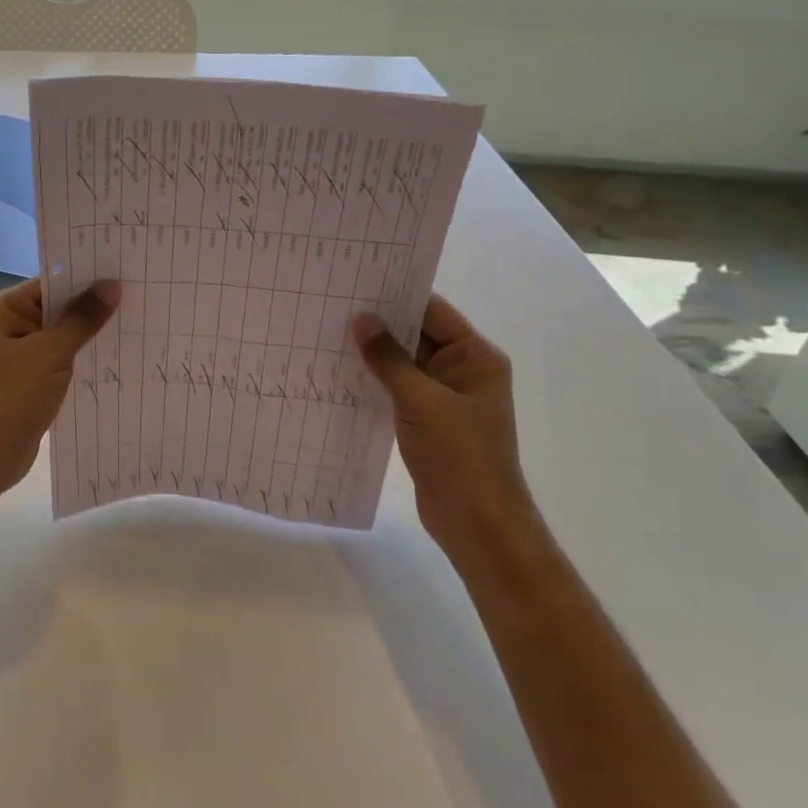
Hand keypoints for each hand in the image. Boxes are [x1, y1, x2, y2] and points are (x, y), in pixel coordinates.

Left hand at [0, 276, 120, 507]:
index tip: (128, 268)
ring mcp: (24, 355)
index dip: (88, 275)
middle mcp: (14, 325)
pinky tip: (120, 356)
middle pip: (61, 306)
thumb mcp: (49, 354)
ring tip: (141, 321)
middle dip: (96, 304)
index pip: (54, 281)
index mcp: (7, 309)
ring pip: (66, 335)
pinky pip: (66, 360)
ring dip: (94, 333)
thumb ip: (82, 319)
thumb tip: (112, 284)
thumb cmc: (8, 398)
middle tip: (143, 292)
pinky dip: (87, 358)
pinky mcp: (35, 381)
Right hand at [351, 295, 536, 557]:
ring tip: (329, 332)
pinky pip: (398, 388)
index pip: (433, 311)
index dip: (396, 296)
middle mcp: (463, 370)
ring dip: (374, 353)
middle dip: (379, 323)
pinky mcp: (428, 420)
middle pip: (417, 335)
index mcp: (475, 357)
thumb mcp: (420, 401)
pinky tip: (341, 371)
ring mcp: (445, 396)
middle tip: (333, 304)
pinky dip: (375, 380)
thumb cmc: (459, 456)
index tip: (356, 282)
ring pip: (404, 363)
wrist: (478, 525)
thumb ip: (389, 358)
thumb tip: (361, 319)